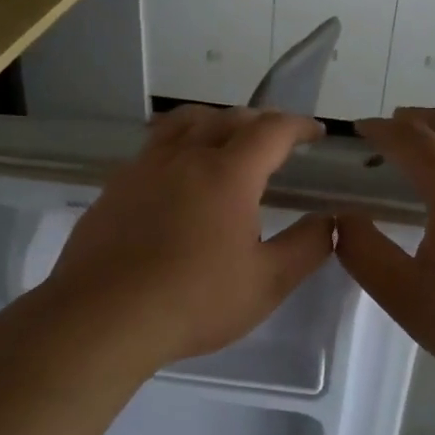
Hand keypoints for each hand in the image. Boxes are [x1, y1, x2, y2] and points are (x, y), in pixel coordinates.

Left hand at [46, 105, 335, 369]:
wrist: (104, 316)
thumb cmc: (195, 301)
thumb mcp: (267, 283)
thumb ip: (306, 247)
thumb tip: (330, 220)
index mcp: (228, 173)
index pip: (272, 131)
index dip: (298, 126)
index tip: (314, 134)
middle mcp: (186, 157)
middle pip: (227, 118)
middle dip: (259, 122)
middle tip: (275, 142)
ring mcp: (145, 167)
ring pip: (184, 123)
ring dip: (214, 121)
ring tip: (224, 139)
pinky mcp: (115, 185)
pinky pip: (153, 146)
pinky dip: (177, 143)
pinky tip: (175, 173)